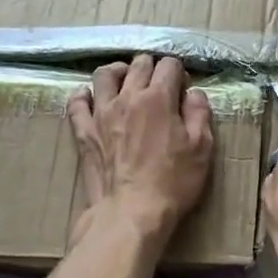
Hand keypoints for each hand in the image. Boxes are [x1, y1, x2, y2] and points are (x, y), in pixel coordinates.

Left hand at [67, 55, 214, 245]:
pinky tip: (91, 97)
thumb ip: (199, 114)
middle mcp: (127, 97)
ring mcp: (101, 113)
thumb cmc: (172, 183)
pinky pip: (77, 103)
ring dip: (119, 72)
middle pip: (138, 64)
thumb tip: (194, 94)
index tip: (183, 88)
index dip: (179, 72)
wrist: (131, 213)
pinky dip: (83, 95)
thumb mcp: (201, 149)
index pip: (169, 66)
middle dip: (152, 67)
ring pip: (104, 74)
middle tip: (160, 84)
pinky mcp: (84, 131)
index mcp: (158, 98)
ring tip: (126, 81)